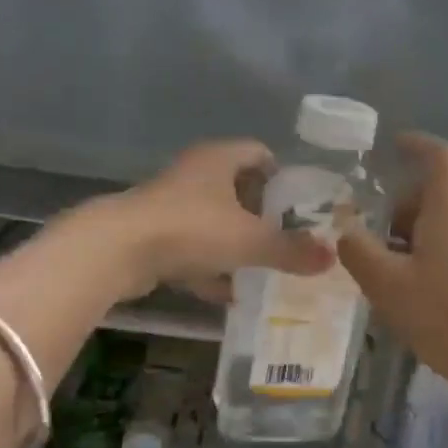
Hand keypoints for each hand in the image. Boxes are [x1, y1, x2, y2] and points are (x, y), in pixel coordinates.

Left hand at [83, 139, 335, 301]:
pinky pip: (192, 249)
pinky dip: (210, 268)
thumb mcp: (251, 241)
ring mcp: (169, 205)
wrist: (116, 251)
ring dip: (235, 244)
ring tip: (263, 268)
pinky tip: (228, 294)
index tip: (299, 204)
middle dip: (261, 215)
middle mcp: (194, 175)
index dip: (282, 176)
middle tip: (286, 239)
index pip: (259, 153)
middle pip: (237, 189)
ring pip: (213, 221)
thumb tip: (332, 258)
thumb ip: (291, 250)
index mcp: (219, 160)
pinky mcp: (152, 235)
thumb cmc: (191, 229)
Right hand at [338, 133, 447, 405]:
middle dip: (413, 195)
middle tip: (385, 222)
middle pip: (447, 183)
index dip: (416, 143)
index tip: (395, 145)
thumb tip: (346, 230)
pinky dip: (446, 241)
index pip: (438, 154)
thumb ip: (360, 252)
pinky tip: (430, 281)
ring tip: (400, 258)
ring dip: (429, 222)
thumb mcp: (388, 286)